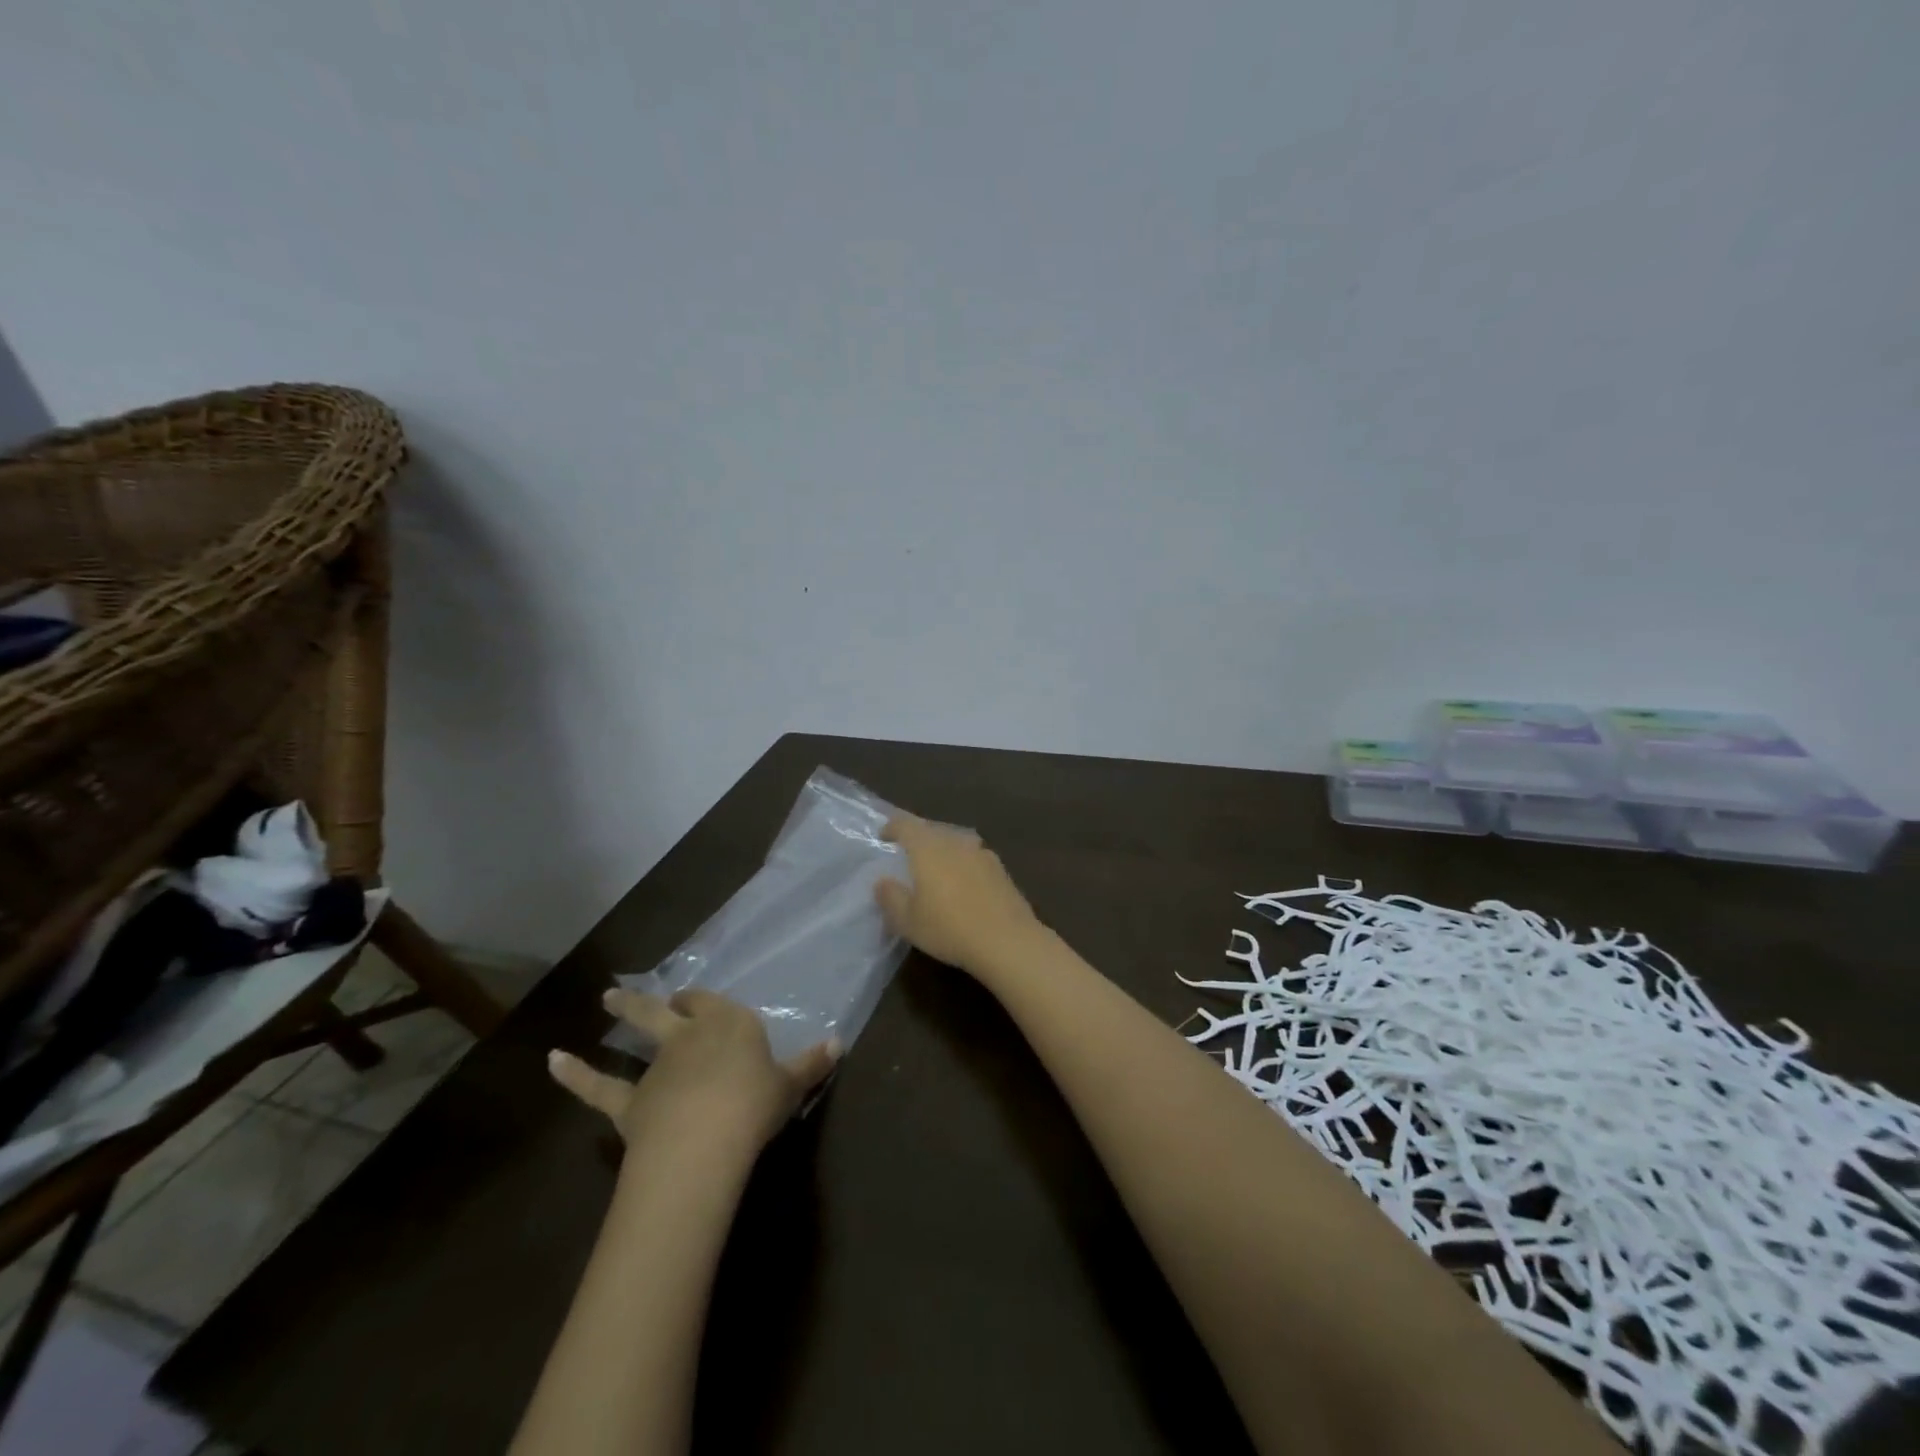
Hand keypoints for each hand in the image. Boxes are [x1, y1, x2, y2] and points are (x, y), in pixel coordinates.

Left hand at [549, 989, 838, 1149]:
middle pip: (671, 1011)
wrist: (704, 1140)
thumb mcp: (791, 1085)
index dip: (704, 1002)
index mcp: (731, 1025)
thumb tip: (838, 1042)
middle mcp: (692, 1036)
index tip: (697, 1001)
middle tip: (638, 991)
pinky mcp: (631, 1102)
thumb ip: (812, 1064)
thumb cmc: (755, 1105)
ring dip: (623, 1013)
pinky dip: (574, 1073)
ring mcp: (658, 1067)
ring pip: (637, 1035)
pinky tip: (552, 1060)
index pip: (715, 1005)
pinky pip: (599, 1086)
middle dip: (657, 1000)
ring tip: (606, 999)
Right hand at [874, 815, 1047, 980]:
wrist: (1007, 940)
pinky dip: (963, 864)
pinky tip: (963, 882)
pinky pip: (973, 857)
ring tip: (935, 867)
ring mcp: (982, 853)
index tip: (884, 836)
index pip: (906, 825)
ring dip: (943, 850)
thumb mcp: (908, 921)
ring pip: (955, 842)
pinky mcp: (1001, 869)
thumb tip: (883, 881)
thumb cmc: (949, 928)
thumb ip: (890, 897)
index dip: (893, 827)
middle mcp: (955, 842)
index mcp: (928, 848)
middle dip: (918, 838)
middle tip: (907, 853)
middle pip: (932, 830)